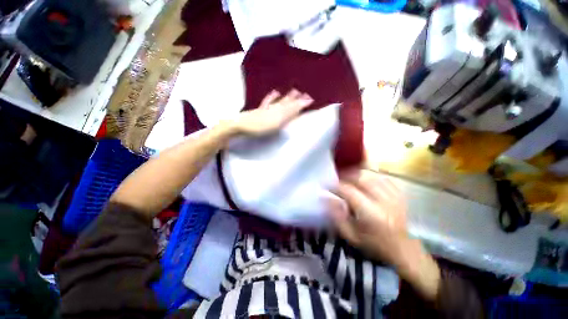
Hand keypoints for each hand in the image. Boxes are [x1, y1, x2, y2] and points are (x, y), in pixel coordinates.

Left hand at [233, 89, 312, 135]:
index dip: (301, 103)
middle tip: (305, 93)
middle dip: (297, 99)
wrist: (240, 125)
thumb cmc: (259, 128)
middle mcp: (275, 108)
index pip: (293, 107)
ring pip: (280, 101)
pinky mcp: (260, 110)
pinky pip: (268, 101)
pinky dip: (273, 97)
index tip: (310, 99)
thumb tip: (299, 108)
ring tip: (294, 91)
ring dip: (288, 97)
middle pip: (287, 102)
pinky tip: (275, 92)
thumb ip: (287, 116)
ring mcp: (267, 108)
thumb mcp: (276, 124)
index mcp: (279, 113)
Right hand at [329, 169, 408, 264]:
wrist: (404, 251)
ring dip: (356, 174)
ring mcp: (393, 196)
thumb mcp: (351, 236)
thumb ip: (336, 217)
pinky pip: (382, 178)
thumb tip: (325, 198)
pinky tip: (364, 178)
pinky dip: (370, 176)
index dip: (335, 186)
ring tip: (347, 177)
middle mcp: (383, 201)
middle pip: (361, 178)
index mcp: (371, 214)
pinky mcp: (399, 194)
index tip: (325, 184)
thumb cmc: (375, 246)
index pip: (348, 191)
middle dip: (345, 176)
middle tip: (336, 179)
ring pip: (372, 175)